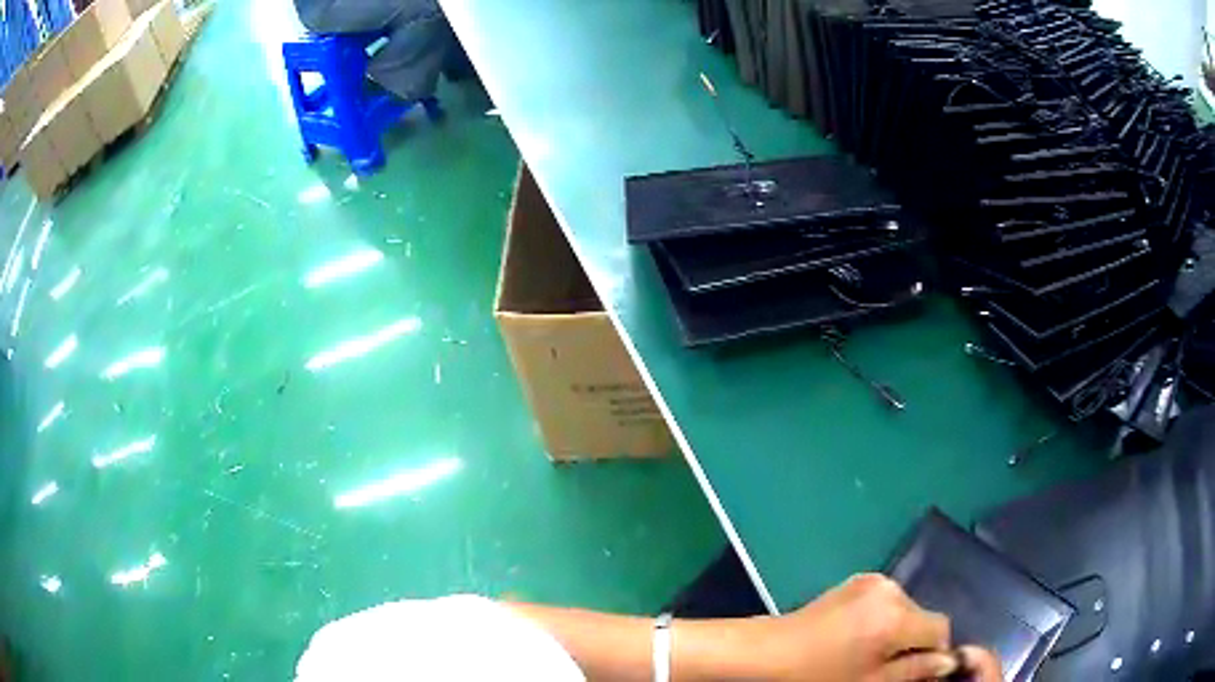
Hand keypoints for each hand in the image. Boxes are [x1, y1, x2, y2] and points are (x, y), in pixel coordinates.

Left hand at [751, 573, 1001, 680]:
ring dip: (900, 630)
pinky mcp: (856, 580)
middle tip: (890, 668)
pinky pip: (886, 601)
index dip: (936, 652)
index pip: (941, 628)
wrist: (767, 654)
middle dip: (916, 641)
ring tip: (869, 654)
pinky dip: (883, 619)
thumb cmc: (818, 676)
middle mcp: (890, 589)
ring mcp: (872, 580)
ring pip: (906, 608)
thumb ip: (914, 670)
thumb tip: (949, 662)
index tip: (920, 672)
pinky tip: (859, 638)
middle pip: (923, 616)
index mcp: (896, 615)